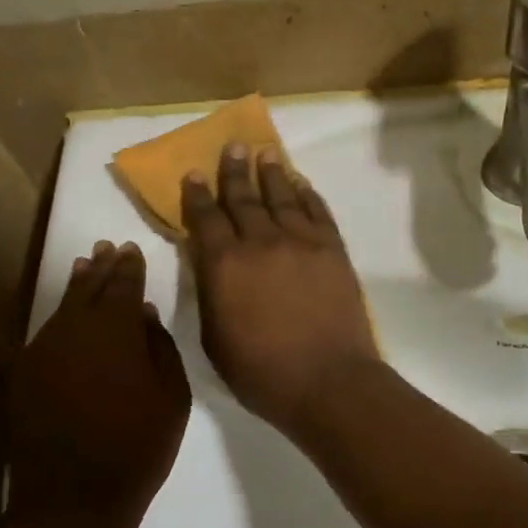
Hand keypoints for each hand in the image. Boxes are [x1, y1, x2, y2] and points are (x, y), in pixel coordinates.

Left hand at [5, 241, 190, 522]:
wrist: (76, 502)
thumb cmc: (136, 451)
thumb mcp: (172, 399)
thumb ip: (160, 348)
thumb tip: (143, 312)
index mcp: (117, 330)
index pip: (125, 285)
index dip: (130, 267)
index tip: (131, 249)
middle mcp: (74, 329)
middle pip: (90, 290)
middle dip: (102, 268)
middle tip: (107, 248)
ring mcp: (37, 352)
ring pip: (56, 308)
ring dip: (71, 286)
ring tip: (80, 266)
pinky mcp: (10, 379)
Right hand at [182, 144, 380, 433]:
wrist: (328, 381)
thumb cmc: (261, 371)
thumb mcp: (214, 339)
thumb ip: (210, 293)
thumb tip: (208, 263)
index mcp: (225, 264)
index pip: (207, 218)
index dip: (199, 194)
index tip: (195, 173)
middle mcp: (261, 242)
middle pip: (244, 198)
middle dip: (235, 172)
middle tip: (232, 146)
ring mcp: (302, 242)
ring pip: (283, 197)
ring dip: (271, 174)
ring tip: (265, 154)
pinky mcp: (333, 250)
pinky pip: (318, 212)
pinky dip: (308, 194)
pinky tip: (301, 184)